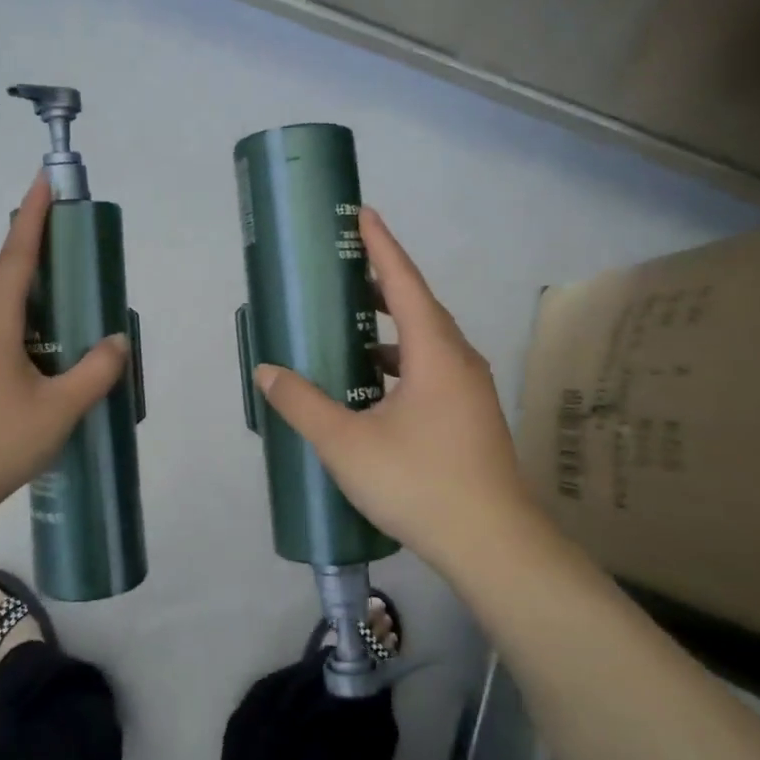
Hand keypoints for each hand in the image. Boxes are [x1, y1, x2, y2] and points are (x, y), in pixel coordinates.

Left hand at [0, 176, 130, 530]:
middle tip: (55, 259)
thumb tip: (118, 341)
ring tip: (44, 309)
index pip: (15, 256)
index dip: (31, 216)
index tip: (43, 180)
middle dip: (18, 250)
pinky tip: (20, 352)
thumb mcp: (59, 411)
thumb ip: (95, 372)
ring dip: (5, 284)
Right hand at [254, 208, 544, 574]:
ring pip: (427, 340)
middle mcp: (458, 360)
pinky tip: (374, 384)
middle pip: (419, 306)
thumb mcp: (347, 444)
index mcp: (435, 352)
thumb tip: (267, 372)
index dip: (381, 246)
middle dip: (381, 283)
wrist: (493, 545)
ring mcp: (470, 390)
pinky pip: (432, 368)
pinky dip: (401, 360)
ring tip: (351, 326)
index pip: (404, 282)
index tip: (363, 213)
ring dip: (391, 326)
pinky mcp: (470, 415)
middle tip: (343, 270)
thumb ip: (303, 404)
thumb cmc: (419, 483)